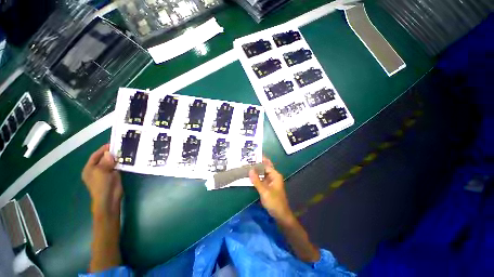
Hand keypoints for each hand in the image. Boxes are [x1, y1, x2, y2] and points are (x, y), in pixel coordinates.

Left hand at [82, 144, 122, 217]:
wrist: (109, 198)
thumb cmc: (101, 185)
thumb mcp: (101, 171)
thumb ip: (105, 161)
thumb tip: (109, 153)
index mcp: (89, 169)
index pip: (95, 156)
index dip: (102, 149)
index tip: (111, 144)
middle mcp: (97, 169)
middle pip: (104, 158)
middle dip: (111, 153)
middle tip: (120, 146)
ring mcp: (106, 172)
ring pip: (111, 162)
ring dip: (117, 157)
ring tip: (125, 150)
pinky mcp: (114, 175)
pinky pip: (117, 166)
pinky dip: (121, 162)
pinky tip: (126, 158)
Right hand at [249, 157, 293, 221]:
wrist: (281, 215)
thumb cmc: (274, 202)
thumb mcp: (264, 191)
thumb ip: (256, 180)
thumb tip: (250, 170)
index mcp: (275, 175)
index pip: (266, 165)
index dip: (259, 160)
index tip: (251, 156)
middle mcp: (273, 176)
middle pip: (265, 168)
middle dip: (257, 164)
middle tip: (248, 160)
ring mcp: (271, 182)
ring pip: (263, 173)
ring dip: (256, 170)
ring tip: (247, 166)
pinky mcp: (268, 186)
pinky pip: (262, 179)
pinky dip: (257, 177)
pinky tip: (250, 176)